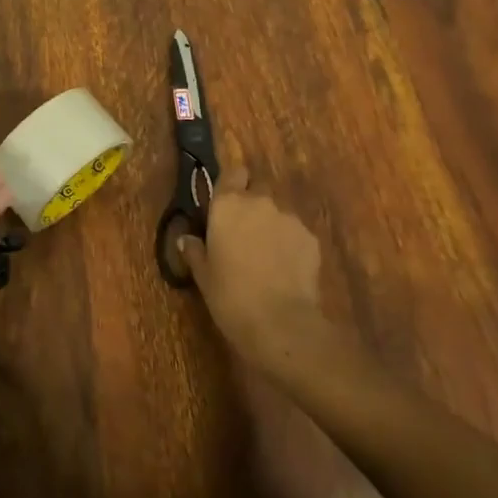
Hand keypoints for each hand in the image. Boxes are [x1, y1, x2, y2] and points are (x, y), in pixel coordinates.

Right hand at [175, 164, 334, 376]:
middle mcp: (260, 202)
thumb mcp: (204, 276)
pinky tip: (286, 271)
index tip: (227, 204)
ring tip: (268, 259)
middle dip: (252, 208)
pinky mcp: (311, 238)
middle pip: (257, 192)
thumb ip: (195, 252)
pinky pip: (297, 234)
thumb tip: (185, 240)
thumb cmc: (230, 296)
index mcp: (227, 205)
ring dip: (272, 227)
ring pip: (278, 214)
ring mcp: (289, 218)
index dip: (232, 184)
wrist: (281, 324)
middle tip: (244, 237)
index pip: (233, 173)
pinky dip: (291, 245)